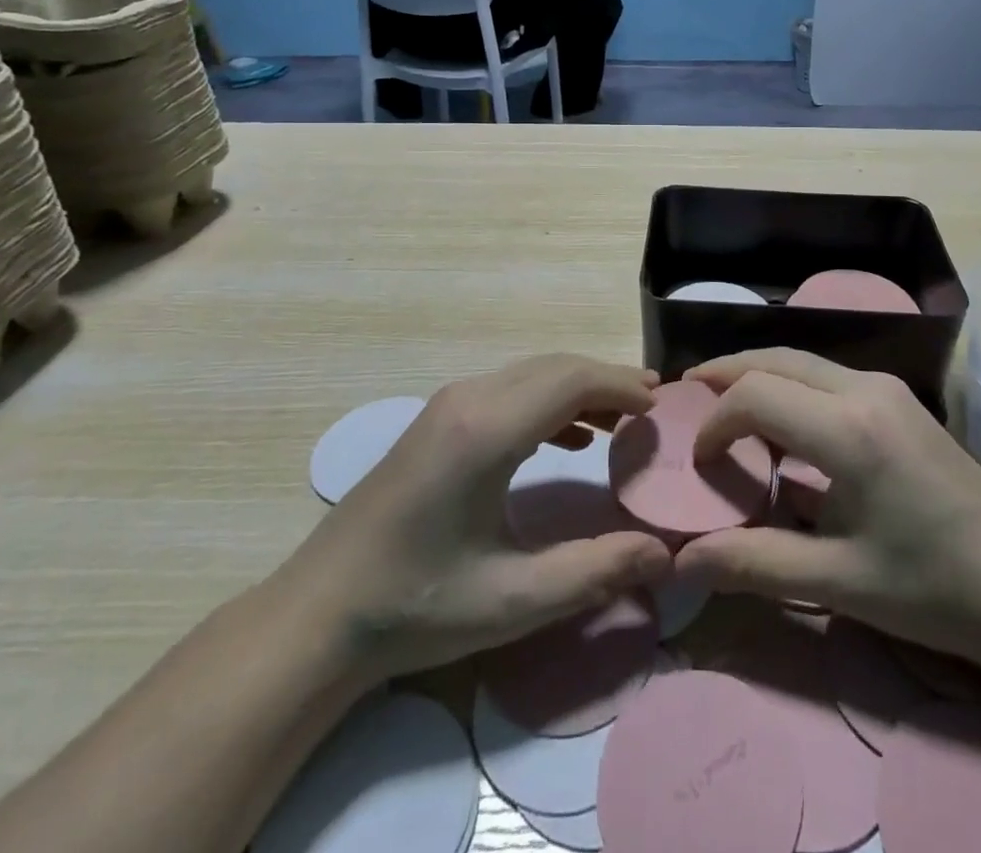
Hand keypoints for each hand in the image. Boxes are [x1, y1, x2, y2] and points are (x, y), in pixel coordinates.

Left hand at [266, 355, 673, 688]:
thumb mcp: (513, 600)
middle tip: (652, 406)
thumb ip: (594, 572)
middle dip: (607, 380)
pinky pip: (508, 390)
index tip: (661, 406)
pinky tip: (570, 439)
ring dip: (579, 387)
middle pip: (554, 366)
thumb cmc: (417, 606)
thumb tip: (662, 555)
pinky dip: (548, 401)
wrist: (318, 614)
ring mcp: (447, 406)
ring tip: (622, 418)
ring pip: (531, 373)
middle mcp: (469, 400)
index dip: (621, 385)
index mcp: (487, 431)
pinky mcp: (437, 421)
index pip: (572, 380)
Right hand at [675, 350, 980, 664]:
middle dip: (727, 372)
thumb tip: (683, 562)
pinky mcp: (900, 399)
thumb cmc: (930, 588)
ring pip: (803, 361)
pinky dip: (789, 385)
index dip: (716, 420)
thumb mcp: (837, 581)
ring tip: (723, 400)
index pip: (756, 394)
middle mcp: (865, 389)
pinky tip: (781, 418)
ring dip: (759, 375)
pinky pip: (828, 375)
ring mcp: (887, 388)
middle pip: (777, 359)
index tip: (700, 460)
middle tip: (687, 394)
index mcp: (848, 429)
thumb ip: (755, 563)